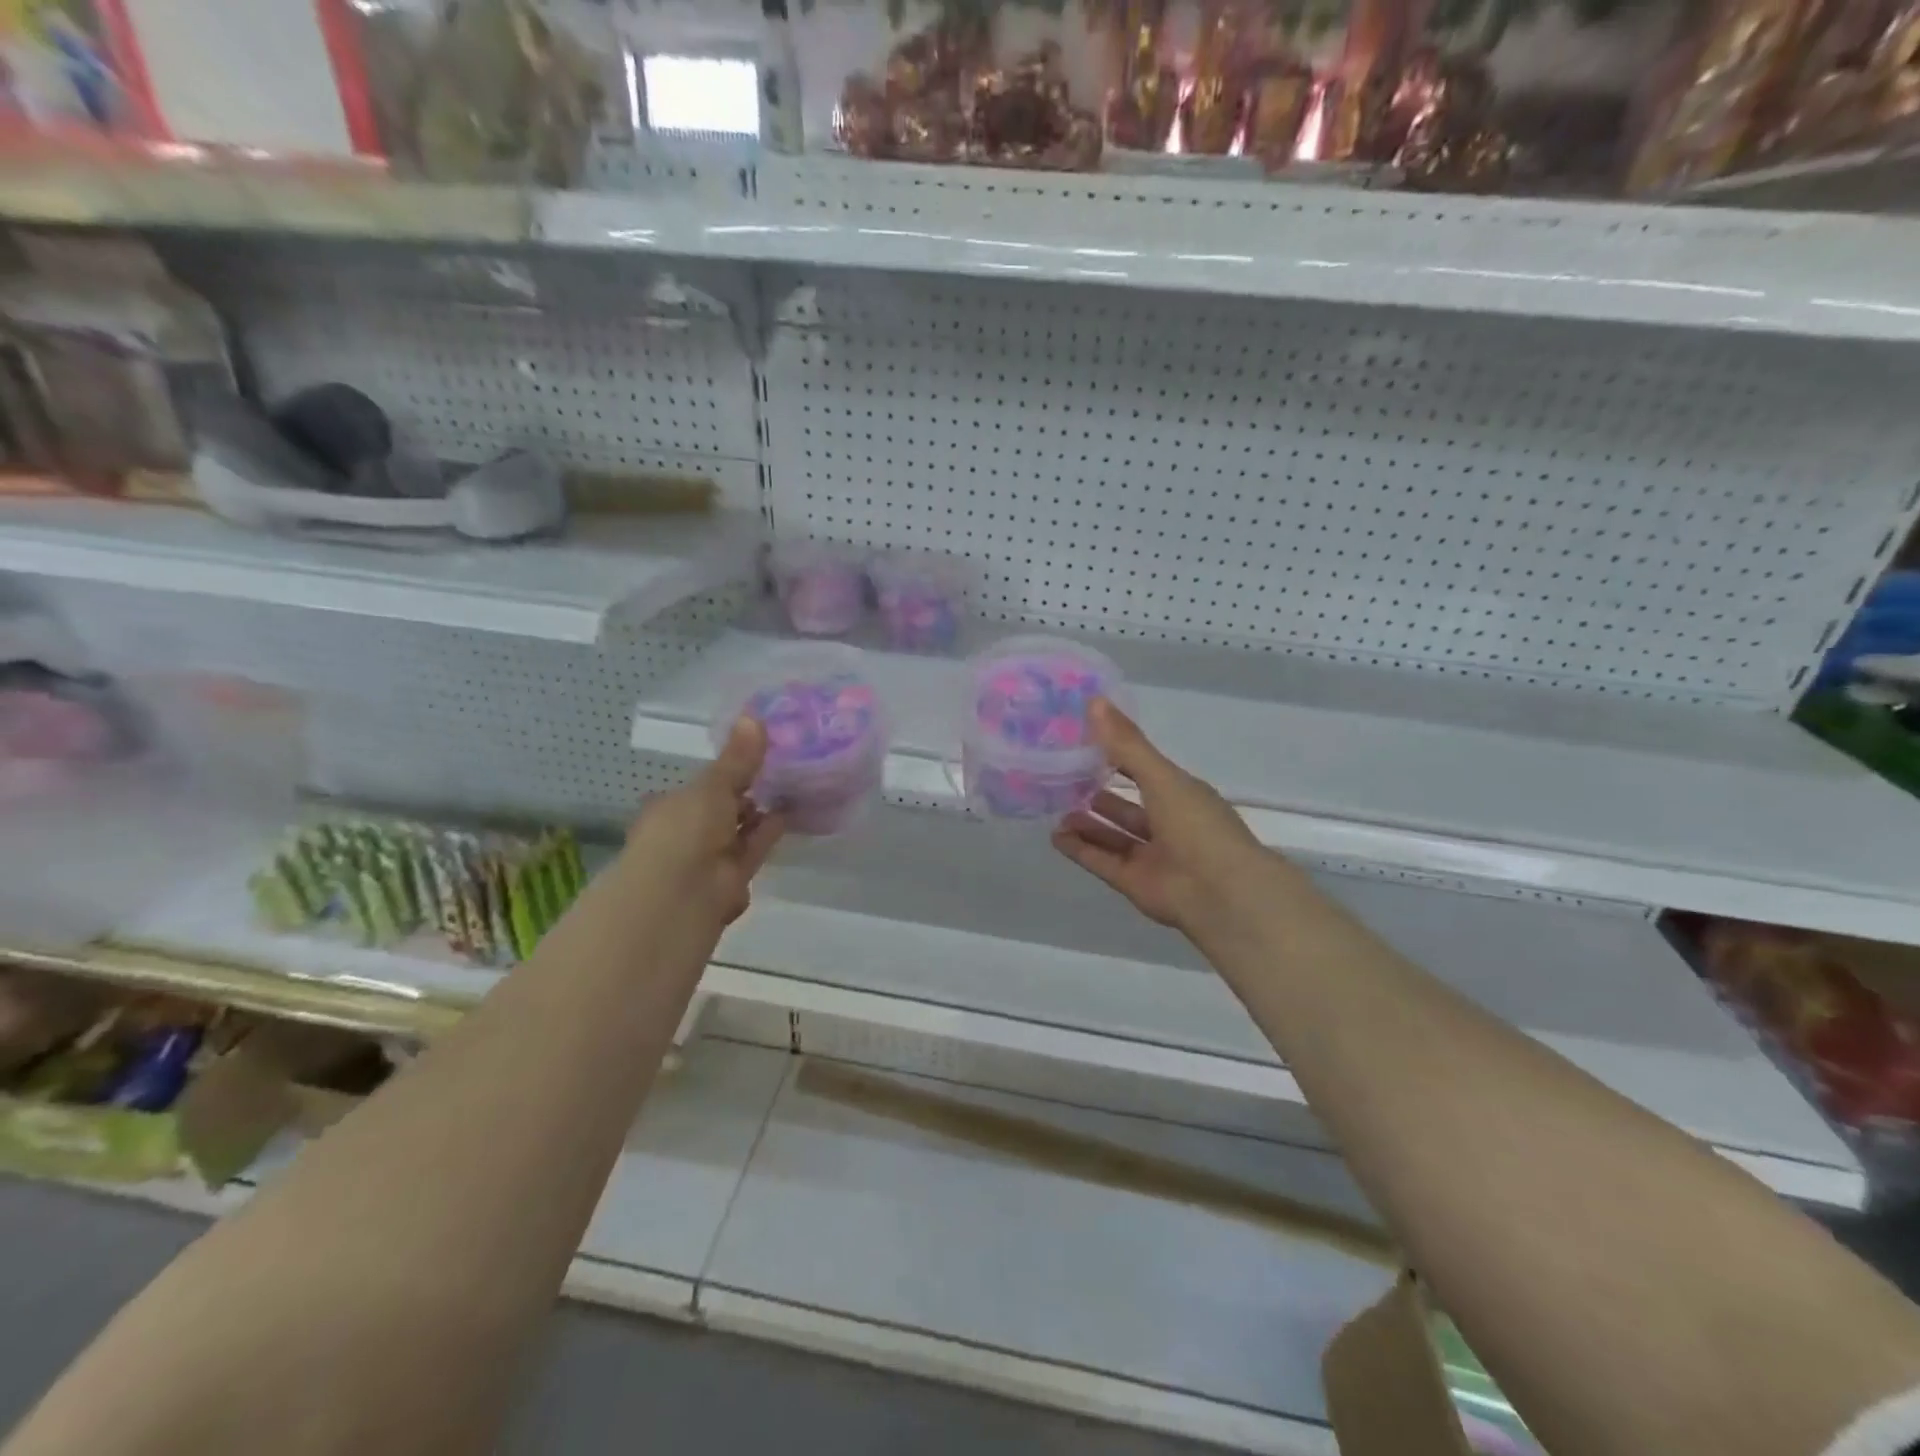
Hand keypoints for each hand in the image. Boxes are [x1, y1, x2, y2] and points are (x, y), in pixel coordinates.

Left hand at [619, 718, 785, 933]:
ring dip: (760, 817)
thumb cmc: (685, 830)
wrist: (680, 895)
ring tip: (793, 789)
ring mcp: (706, 860)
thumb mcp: (713, 786)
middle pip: (721, 811)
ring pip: (738, 833)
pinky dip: (768, 836)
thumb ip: (738, 758)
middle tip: (780, 771)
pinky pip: (752, 852)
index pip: (700, 787)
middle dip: (746, 797)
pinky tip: (791, 816)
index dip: (724, 774)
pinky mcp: (730, 882)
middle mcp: (686, 833)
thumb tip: (754, 715)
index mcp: (671, 807)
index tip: (755, 756)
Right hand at [1052, 699, 1272, 934]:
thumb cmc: (1197, 825)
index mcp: (1180, 795)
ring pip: (1112, 835)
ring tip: (1053, 808)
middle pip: (1126, 806)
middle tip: (1060, 778)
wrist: (1220, 893)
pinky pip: (1102, 862)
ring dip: (1086, 823)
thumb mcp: (1161, 777)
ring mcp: (1151, 855)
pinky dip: (1081, 850)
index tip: (1082, 742)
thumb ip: (1126, 744)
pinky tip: (1055, 836)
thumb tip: (1094, 701)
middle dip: (1097, 793)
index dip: (1116, 756)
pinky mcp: (1134, 883)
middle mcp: (1167, 824)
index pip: (1143, 770)